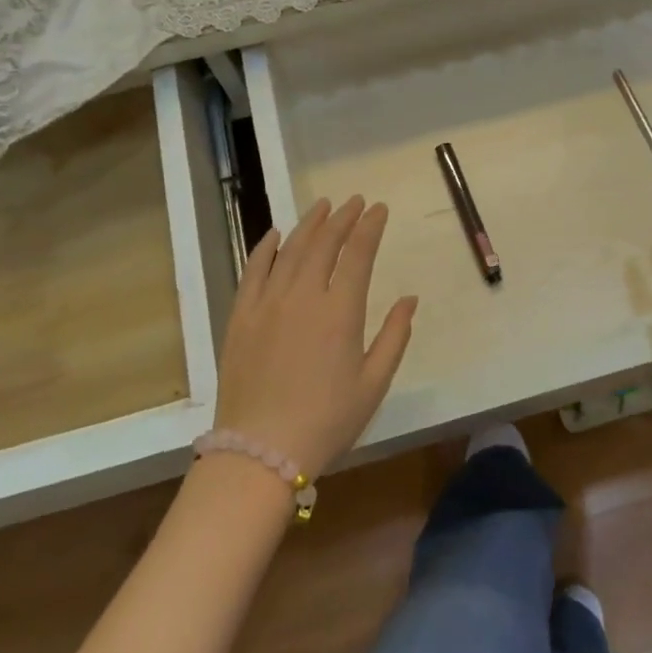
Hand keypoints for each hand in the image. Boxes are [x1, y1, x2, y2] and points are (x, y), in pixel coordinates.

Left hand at [214, 196, 418, 479]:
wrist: (260, 450)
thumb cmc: (327, 421)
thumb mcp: (373, 384)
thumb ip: (394, 336)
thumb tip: (410, 299)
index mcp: (340, 311)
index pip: (358, 254)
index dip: (370, 227)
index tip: (379, 209)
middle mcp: (303, 295)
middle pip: (324, 243)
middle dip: (343, 218)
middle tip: (355, 202)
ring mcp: (268, 302)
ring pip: (290, 249)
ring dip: (309, 224)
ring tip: (323, 207)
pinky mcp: (241, 315)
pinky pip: (253, 270)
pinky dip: (265, 247)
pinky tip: (274, 234)